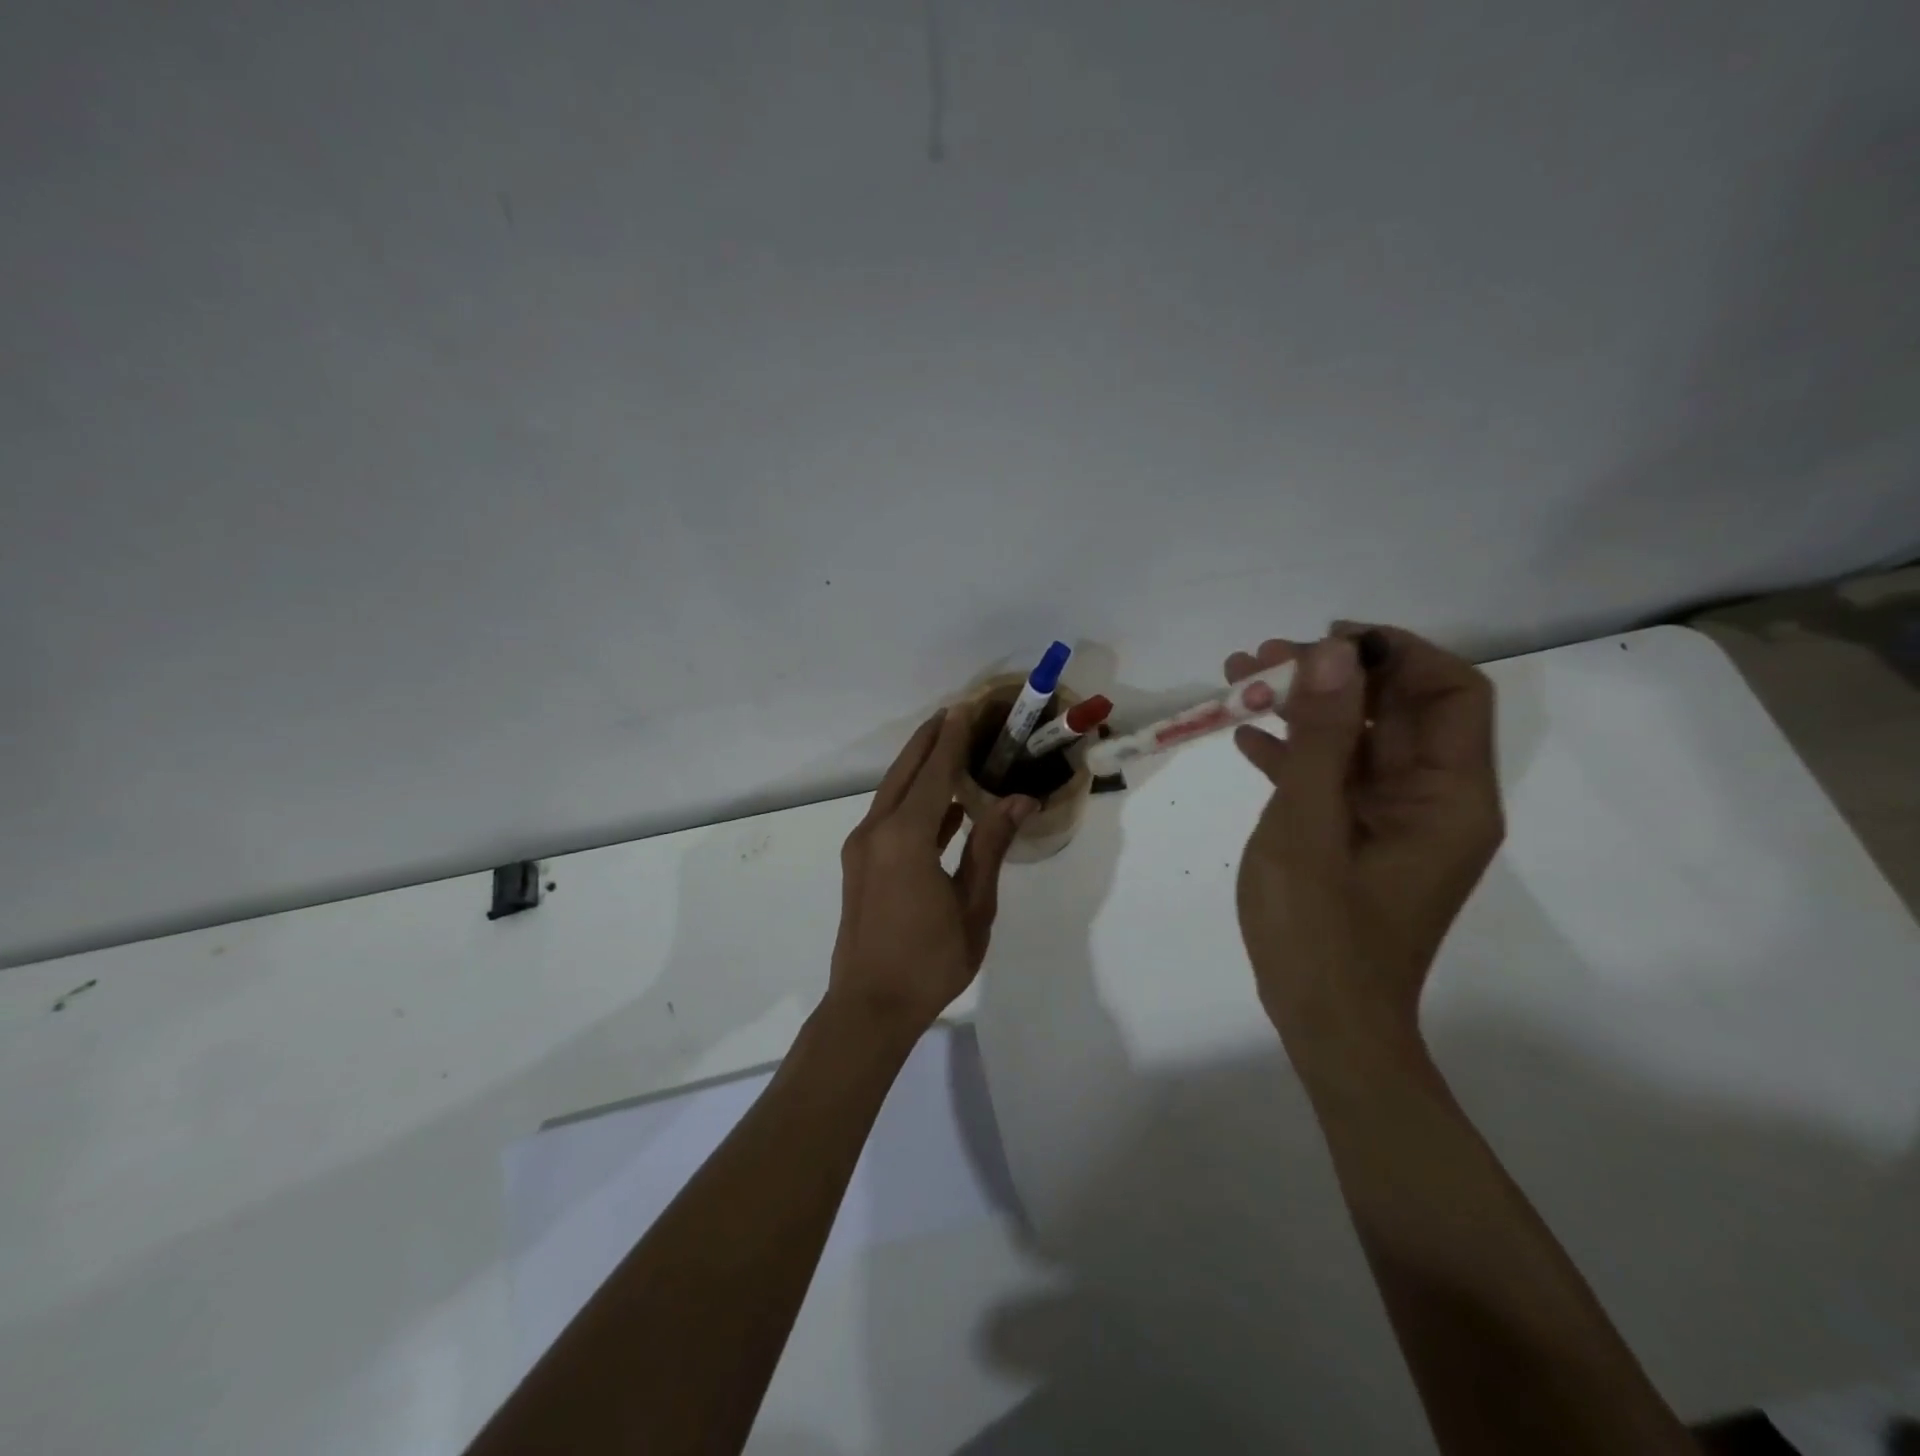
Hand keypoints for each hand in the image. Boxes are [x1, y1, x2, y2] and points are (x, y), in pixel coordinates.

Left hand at [831, 706, 1037, 1036]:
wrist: (868, 1008)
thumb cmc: (929, 961)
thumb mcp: (972, 906)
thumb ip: (990, 847)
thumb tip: (1019, 801)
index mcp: (905, 837)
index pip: (934, 773)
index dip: (953, 739)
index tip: (966, 707)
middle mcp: (876, 832)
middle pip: (905, 773)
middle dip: (930, 741)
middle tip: (955, 714)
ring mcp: (862, 848)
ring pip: (893, 793)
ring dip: (919, 768)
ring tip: (949, 748)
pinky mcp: (860, 865)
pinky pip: (889, 817)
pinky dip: (913, 802)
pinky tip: (942, 806)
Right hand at [1227, 625, 1503, 1043]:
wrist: (1324, 1023)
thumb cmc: (1320, 931)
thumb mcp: (1309, 825)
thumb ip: (1322, 737)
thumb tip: (1332, 653)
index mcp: (1448, 795)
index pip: (1448, 691)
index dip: (1393, 652)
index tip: (1322, 642)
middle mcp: (1433, 799)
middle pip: (1394, 709)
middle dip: (1328, 676)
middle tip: (1256, 660)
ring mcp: (1393, 819)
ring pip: (1357, 739)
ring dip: (1302, 709)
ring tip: (1236, 684)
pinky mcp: (1359, 838)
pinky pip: (1334, 777)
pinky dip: (1294, 752)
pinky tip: (1245, 739)